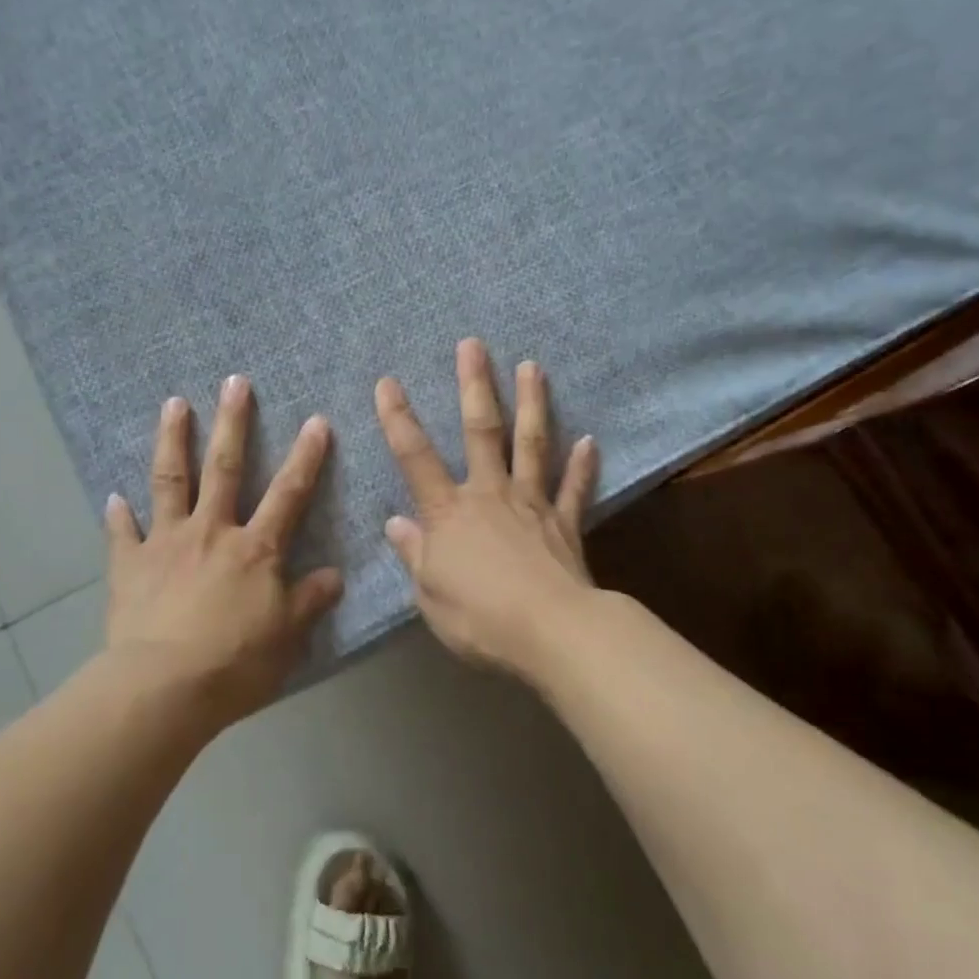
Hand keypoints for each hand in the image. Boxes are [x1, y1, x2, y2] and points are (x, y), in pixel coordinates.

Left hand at [104, 375, 343, 725]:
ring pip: (171, 481)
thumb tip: (334, 575)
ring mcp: (166, 543)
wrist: (163, 689)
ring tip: (173, 404)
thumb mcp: (287, 638)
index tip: (316, 420)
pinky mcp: (130, 565)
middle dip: (232, 423)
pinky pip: (122, 535)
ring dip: (172, 440)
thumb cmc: (234, 663)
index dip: (306, 456)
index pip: (288, 494)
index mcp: (254, 549)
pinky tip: (112, 498)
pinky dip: (118, 516)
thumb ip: (309, 602)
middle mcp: (211, 532)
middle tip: (234, 382)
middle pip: (224, 468)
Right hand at [375, 339, 599, 677]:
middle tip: (473, 345)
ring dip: (531, 403)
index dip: (398, 419)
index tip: (388, 382)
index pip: (415, 457)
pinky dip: (583, 466)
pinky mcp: (565, 525)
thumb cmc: (478, 617)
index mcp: (449, 511)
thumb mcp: (429, 592)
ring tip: (532, 366)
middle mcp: (490, 494)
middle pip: (481, 430)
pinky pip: (575, 490)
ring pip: (531, 444)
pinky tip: (590, 441)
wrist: (550, 634)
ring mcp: (531, 504)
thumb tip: (395, 523)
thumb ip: (414, 554)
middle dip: (474, 385)